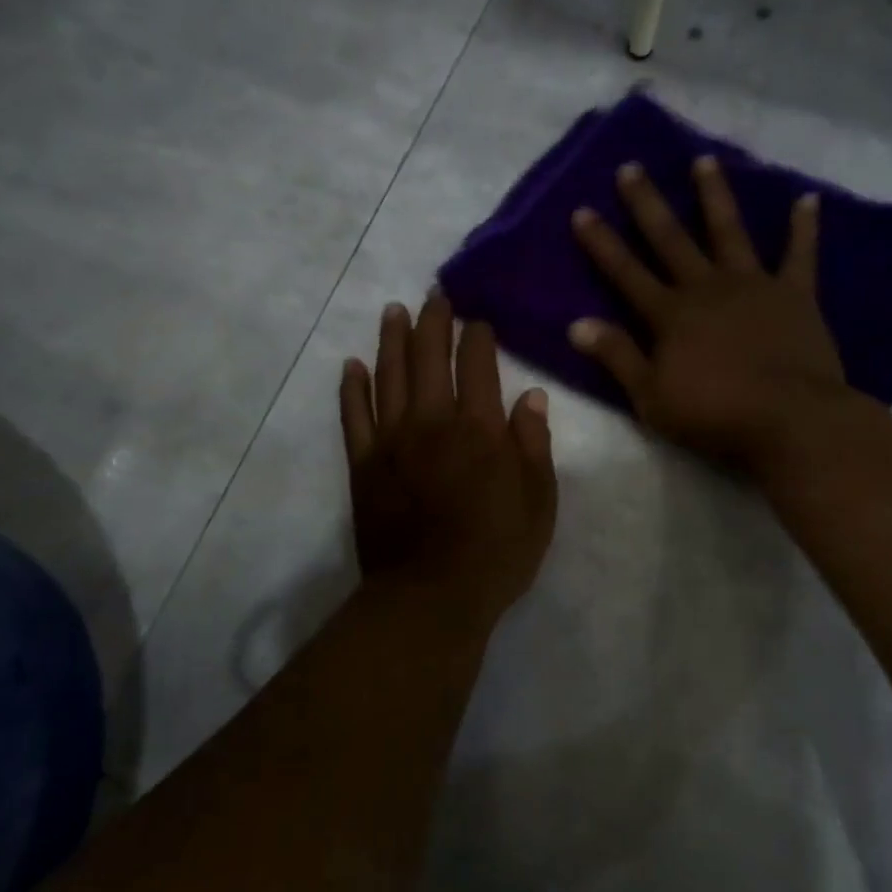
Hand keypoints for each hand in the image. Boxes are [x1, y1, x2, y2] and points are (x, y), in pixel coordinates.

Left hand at [341, 293, 558, 626]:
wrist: (431, 596)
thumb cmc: (497, 551)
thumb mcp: (539, 501)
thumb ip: (533, 444)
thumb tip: (531, 395)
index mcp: (480, 428)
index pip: (478, 364)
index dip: (478, 336)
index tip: (478, 320)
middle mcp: (432, 421)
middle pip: (429, 357)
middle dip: (433, 321)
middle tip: (434, 295)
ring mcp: (392, 440)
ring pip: (389, 375)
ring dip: (392, 339)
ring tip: (394, 311)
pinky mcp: (364, 464)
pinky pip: (354, 415)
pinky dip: (352, 387)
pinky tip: (352, 365)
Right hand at [569, 156, 845, 470]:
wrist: (789, 419)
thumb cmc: (714, 414)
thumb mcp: (651, 396)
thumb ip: (617, 356)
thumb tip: (576, 324)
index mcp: (670, 314)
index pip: (626, 272)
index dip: (602, 243)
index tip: (583, 209)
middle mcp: (707, 288)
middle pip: (671, 239)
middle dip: (648, 204)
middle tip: (631, 167)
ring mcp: (753, 285)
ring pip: (729, 231)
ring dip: (715, 195)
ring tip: (704, 161)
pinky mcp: (795, 294)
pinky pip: (800, 254)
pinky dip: (804, 226)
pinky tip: (807, 198)